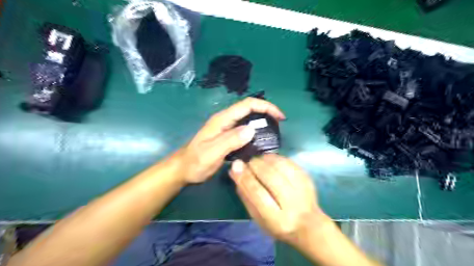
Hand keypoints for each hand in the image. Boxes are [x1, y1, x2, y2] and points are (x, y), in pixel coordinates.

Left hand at [173, 97, 283, 184]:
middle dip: (266, 113)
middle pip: (249, 110)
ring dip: (262, 123)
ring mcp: (226, 129)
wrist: (183, 169)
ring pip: (248, 120)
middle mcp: (225, 121)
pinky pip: (244, 131)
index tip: (280, 117)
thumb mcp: (212, 152)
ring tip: (273, 133)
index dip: (265, 107)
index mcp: (222, 120)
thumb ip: (230, 140)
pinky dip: (255, 133)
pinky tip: (260, 143)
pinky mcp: (227, 137)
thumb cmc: (195, 162)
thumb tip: (252, 129)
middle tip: (279, 126)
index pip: (247, 105)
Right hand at [228, 155, 328, 245]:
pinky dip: (276, 158)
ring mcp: (303, 190)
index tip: (236, 164)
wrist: (308, 225)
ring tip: (258, 160)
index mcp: (277, 219)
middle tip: (248, 163)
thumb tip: (235, 172)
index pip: (258, 194)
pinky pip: (289, 162)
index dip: (245, 177)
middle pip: (271, 177)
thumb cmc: (277, 223)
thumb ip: (246, 196)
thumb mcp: (257, 217)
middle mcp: (292, 204)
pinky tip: (269, 159)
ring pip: (281, 166)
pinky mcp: (307, 179)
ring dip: (266, 159)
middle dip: (256, 165)